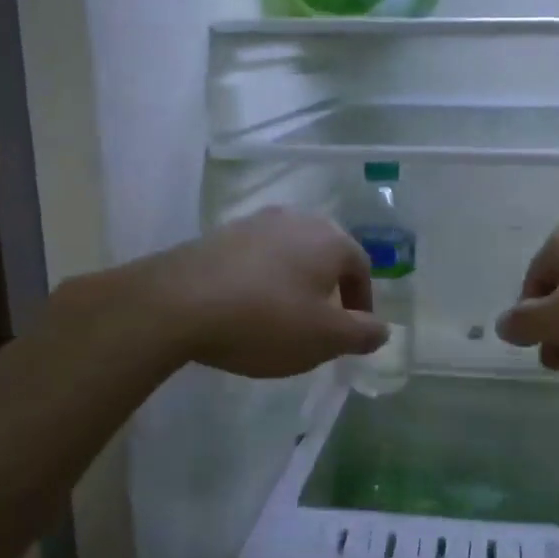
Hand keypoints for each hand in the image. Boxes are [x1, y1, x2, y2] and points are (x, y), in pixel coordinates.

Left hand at [142, 208, 387, 378]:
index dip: (361, 304)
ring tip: (281, 319)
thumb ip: (361, 333)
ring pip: (289, 256)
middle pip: (325, 257)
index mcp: (330, 239)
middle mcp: (297, 220)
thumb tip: (382, 329)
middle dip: (328, 291)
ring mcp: (255, 223)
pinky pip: (255, 259)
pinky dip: (260, 282)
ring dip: (293, 285)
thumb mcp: (324, 338)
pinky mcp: (219, 234)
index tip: (352, 333)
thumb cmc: (265, 319)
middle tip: (320, 326)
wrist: (177, 302)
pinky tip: (245, 309)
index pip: (361, 268)